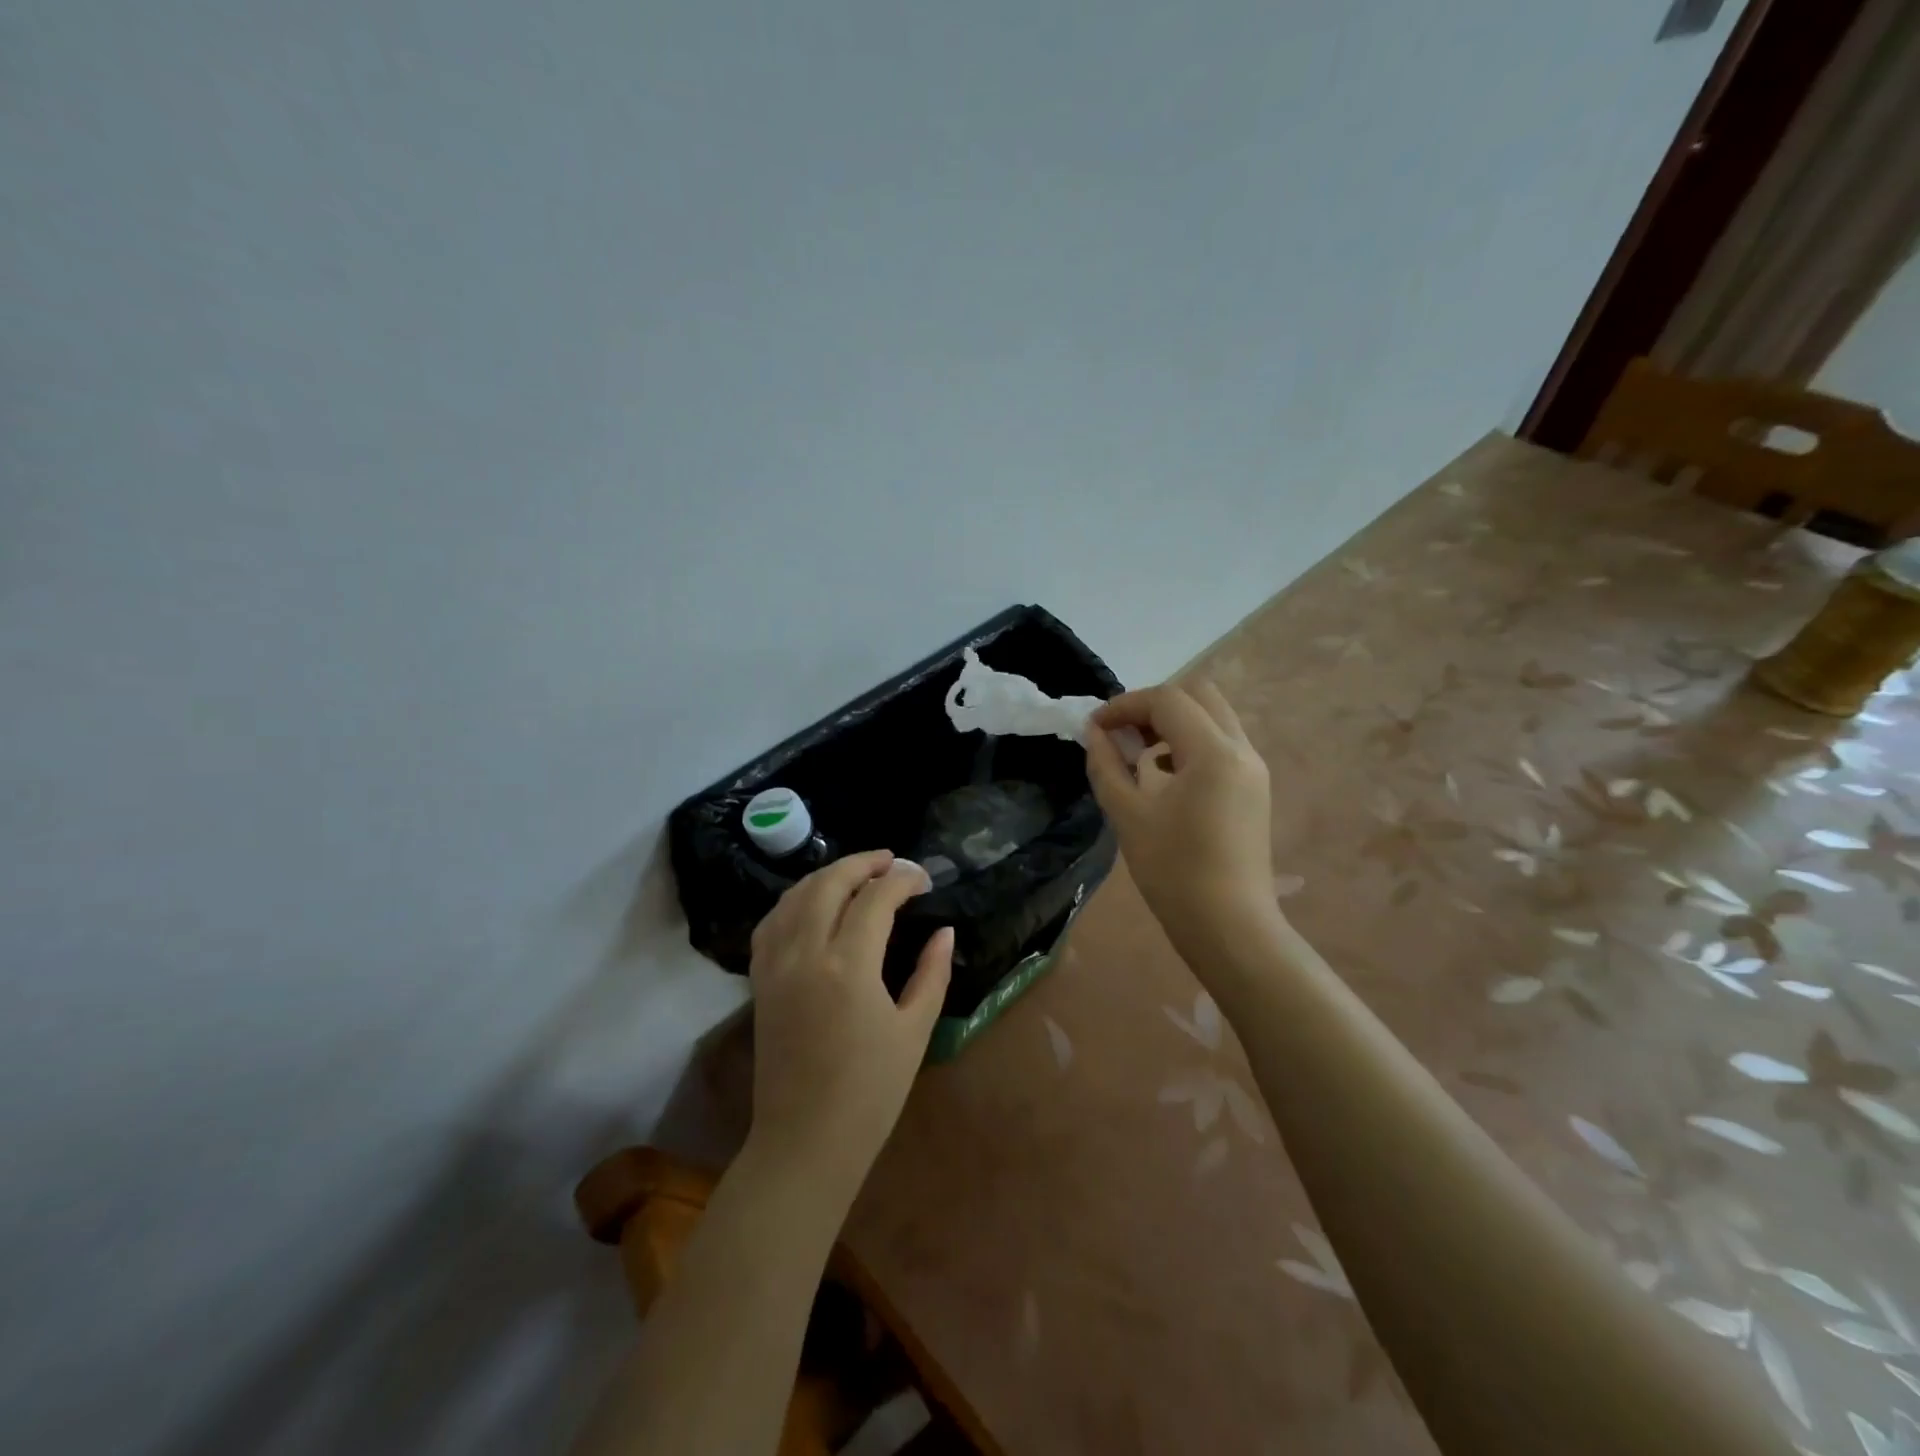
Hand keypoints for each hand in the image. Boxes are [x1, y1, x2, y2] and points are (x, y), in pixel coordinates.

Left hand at [747, 851, 952, 1192]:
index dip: (903, 880)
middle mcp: (805, 953)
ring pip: (796, 895)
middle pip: (829, 883)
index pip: (876, 898)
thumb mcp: (914, 1030)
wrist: (805, 1141)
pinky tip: (814, 904)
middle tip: (892, 863)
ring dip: (828, 875)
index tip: (924, 880)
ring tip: (858, 875)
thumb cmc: (871, 1092)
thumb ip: (932, 973)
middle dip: (863, 863)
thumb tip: (945, 931)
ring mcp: (775, 964)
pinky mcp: (760, 980)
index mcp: (848, 966)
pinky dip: (796, 900)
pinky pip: (772, 921)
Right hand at [1085, 682, 1277, 962]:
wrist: (1228, 926)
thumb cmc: (1173, 872)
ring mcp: (1253, 768)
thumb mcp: (1128, 814)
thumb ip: (1106, 765)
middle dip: (1153, 705)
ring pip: (1212, 716)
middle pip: (1198, 694)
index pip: (1167, 700)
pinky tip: (1166, 776)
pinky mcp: (1254, 787)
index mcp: (1214, 752)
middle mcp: (1242, 749)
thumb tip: (1093, 732)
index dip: (1124, 705)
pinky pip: (1221, 742)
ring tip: (1140, 756)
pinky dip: (1190, 742)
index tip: (1094, 727)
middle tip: (1122, 733)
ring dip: (1173, 722)